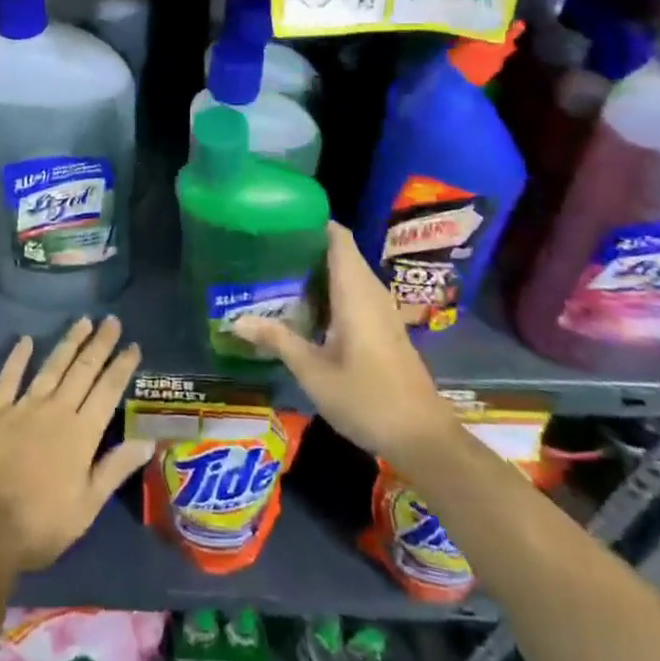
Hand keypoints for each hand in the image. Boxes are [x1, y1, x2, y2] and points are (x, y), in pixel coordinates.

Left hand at [0, 316, 154, 571]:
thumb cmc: (40, 525)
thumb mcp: (87, 506)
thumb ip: (115, 468)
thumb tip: (148, 441)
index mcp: (82, 433)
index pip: (108, 391)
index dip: (122, 366)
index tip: (133, 345)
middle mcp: (56, 410)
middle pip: (83, 370)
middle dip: (100, 344)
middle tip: (112, 321)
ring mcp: (23, 407)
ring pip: (51, 367)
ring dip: (69, 342)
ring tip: (83, 321)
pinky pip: (8, 378)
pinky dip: (18, 357)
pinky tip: (26, 340)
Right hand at [231, 224, 455, 462]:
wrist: (423, 438)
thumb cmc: (366, 398)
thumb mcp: (313, 372)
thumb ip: (277, 340)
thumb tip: (236, 320)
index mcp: (355, 291)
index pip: (338, 237)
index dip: (312, 222)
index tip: (279, 221)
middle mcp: (371, 292)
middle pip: (340, 252)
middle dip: (306, 247)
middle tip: (267, 249)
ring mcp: (382, 310)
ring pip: (348, 274)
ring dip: (318, 271)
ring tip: (278, 273)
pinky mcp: (385, 328)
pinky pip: (355, 293)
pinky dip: (331, 290)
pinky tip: (305, 308)